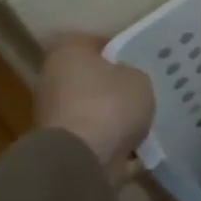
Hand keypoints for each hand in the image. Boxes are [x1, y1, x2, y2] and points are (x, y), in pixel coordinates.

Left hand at [34, 35, 155, 177]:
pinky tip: (139, 142)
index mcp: (68, 52)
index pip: (96, 42)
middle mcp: (54, 79)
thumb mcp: (139, 78)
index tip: (143, 59)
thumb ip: (134, 74)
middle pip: (91, 77)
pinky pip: (96, 135)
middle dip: (116, 83)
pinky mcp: (64, 144)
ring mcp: (55, 114)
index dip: (122, 49)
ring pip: (94, 106)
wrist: (83, 159)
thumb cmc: (110, 104)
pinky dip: (113, 138)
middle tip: (146, 87)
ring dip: (114, 112)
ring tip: (146, 116)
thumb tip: (128, 79)